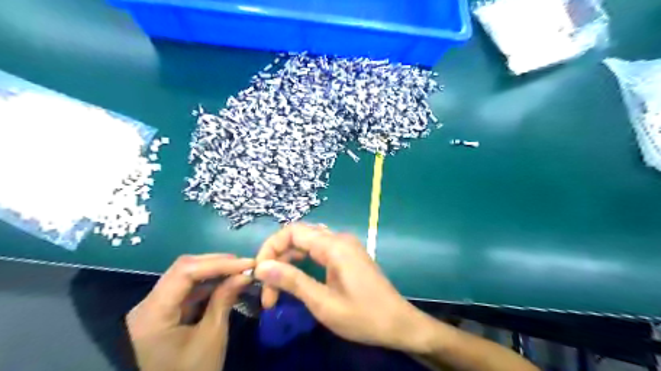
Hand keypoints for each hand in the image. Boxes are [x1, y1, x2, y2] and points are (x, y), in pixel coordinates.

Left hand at [126, 255, 253, 370]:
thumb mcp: (211, 337)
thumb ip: (225, 300)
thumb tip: (244, 274)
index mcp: (152, 314)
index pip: (184, 272)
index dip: (217, 263)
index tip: (246, 263)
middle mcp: (147, 305)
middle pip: (182, 270)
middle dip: (216, 264)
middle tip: (244, 264)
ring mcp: (154, 308)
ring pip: (185, 277)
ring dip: (214, 272)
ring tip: (239, 271)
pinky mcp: (164, 313)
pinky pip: (187, 290)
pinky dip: (208, 284)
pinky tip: (226, 282)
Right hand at [253, 222, 433, 351]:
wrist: (399, 323)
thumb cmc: (363, 316)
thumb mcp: (323, 303)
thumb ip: (292, 281)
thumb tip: (261, 267)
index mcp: (334, 246)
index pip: (292, 232)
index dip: (270, 248)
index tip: (259, 273)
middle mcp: (339, 239)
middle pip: (299, 236)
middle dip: (278, 259)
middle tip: (267, 289)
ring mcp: (345, 246)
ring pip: (308, 244)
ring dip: (289, 263)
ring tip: (276, 290)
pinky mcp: (348, 256)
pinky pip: (319, 251)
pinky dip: (303, 264)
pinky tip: (295, 280)